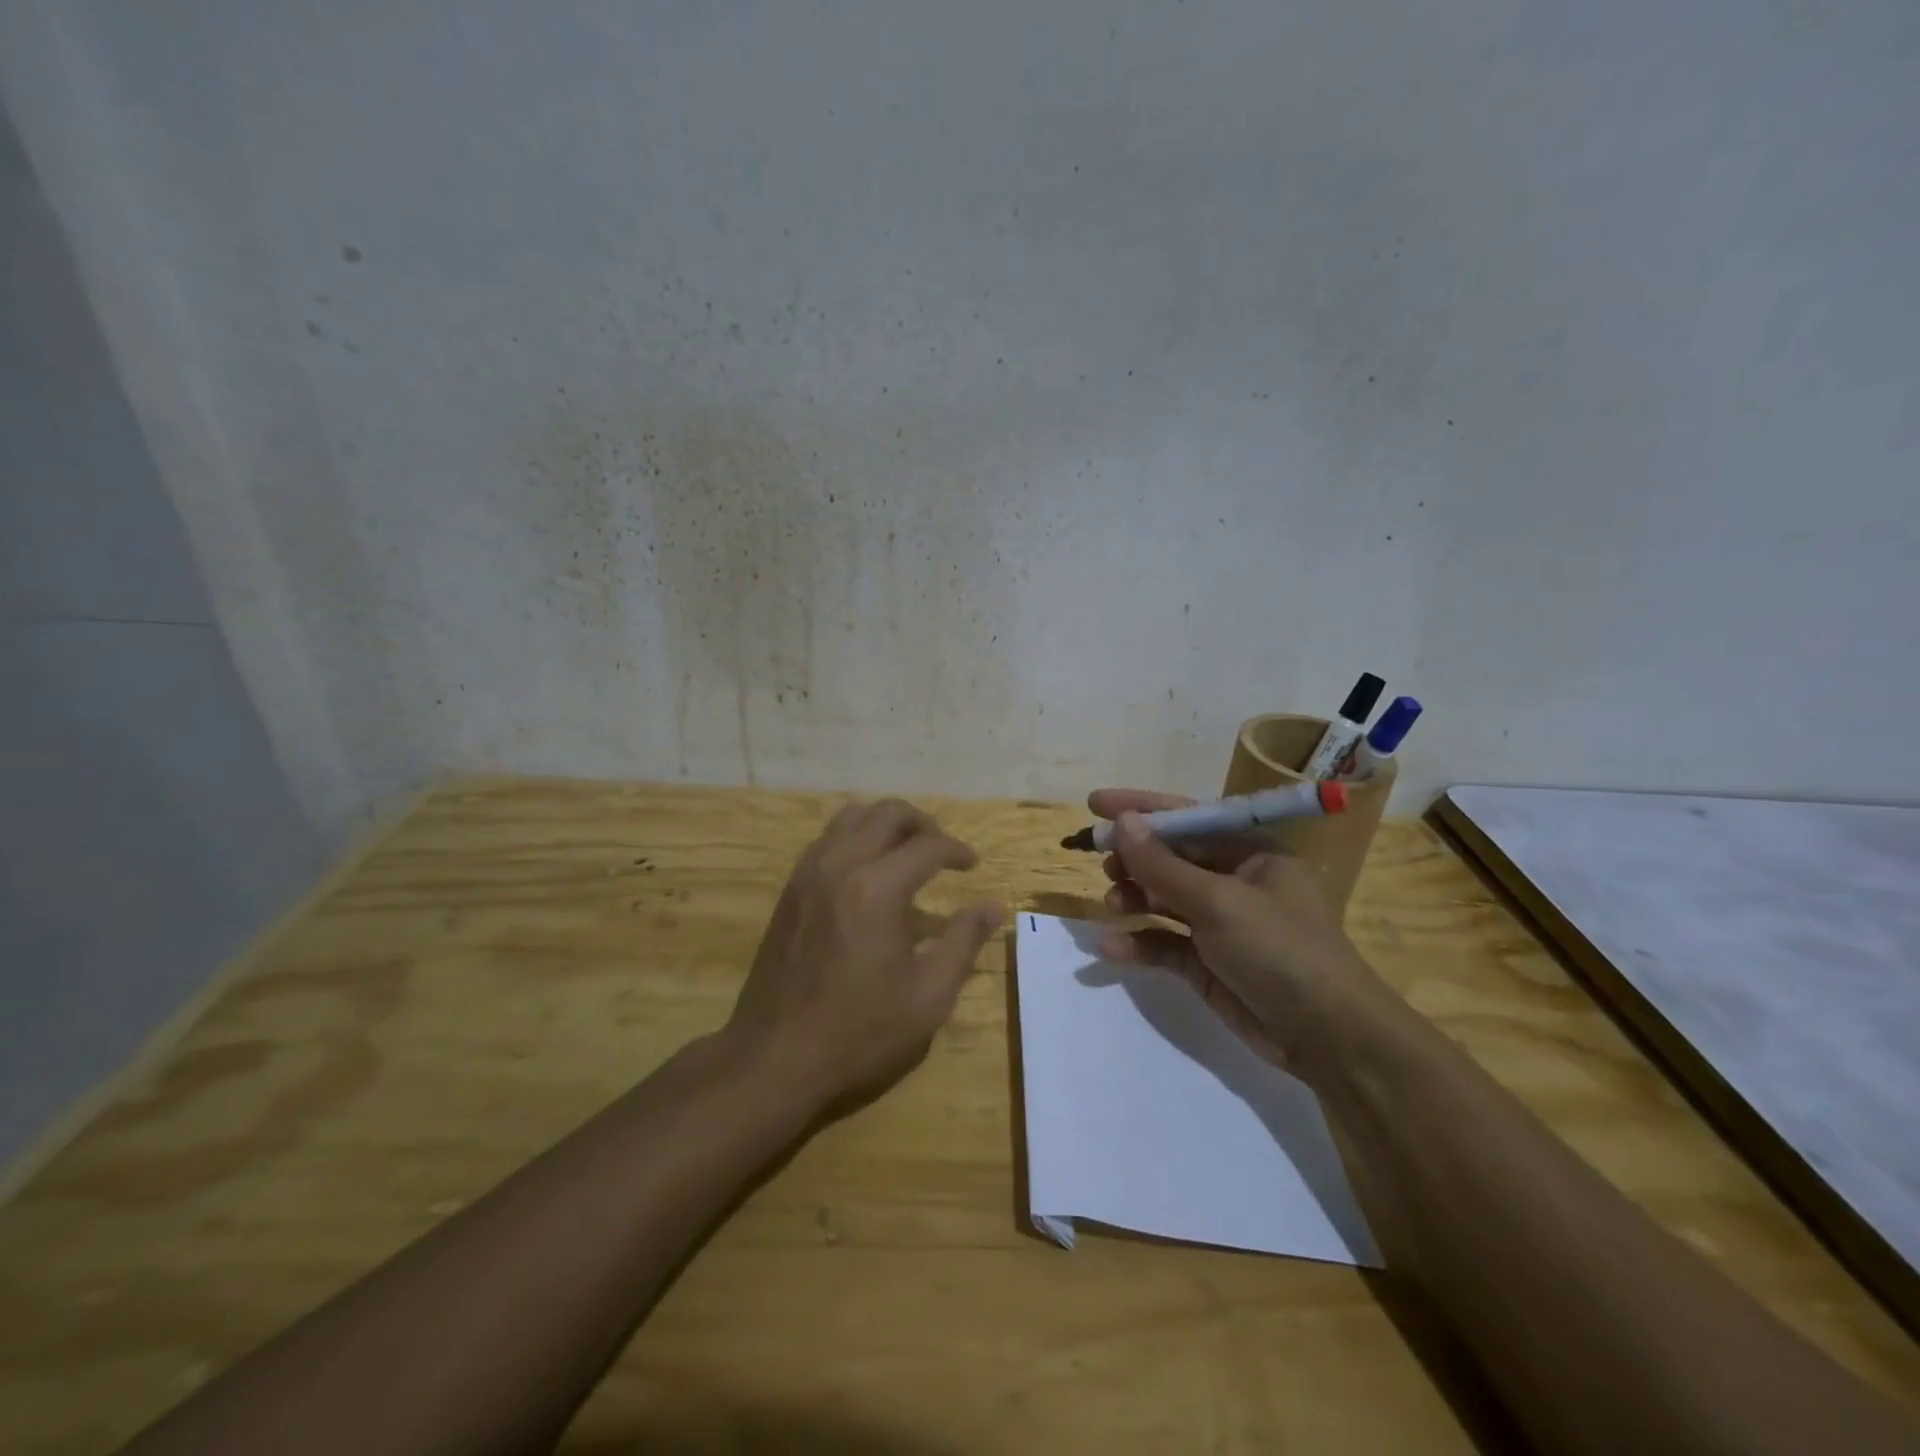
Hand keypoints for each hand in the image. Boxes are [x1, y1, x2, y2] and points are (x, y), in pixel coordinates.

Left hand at [723, 798, 1003, 1112]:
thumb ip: (964, 941)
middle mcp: (840, 865)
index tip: (973, 867)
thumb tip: (994, 906)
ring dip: (885, 825)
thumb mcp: (928, 995)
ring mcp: (808, 873)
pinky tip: (868, 875)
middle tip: (941, 853)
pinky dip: (855, 838)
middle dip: (922, 824)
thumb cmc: (860, 1032)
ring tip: (906, 855)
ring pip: (852, 816)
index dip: (957, 850)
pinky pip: (828, 839)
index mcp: (878, 888)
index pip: (928, 845)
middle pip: (887, 813)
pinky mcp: (790, 888)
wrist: (774, 1058)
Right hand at [1088, 788, 1390, 1078]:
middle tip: (1100, 859)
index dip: (1141, 808)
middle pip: (1172, 857)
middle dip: (1134, 857)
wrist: (1327, 1037)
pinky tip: (1111, 947)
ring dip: (1135, 897)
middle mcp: (1235, 881)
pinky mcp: (1207, 963)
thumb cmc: (1280, 950)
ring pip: (1165, 899)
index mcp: (1251, 853)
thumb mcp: (1219, 902)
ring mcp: (1220, 923)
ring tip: (1112, 903)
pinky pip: (1165, 943)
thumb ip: (1164, 866)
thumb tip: (1123, 822)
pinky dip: (1139, 942)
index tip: (1095, 803)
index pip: (1189, 817)